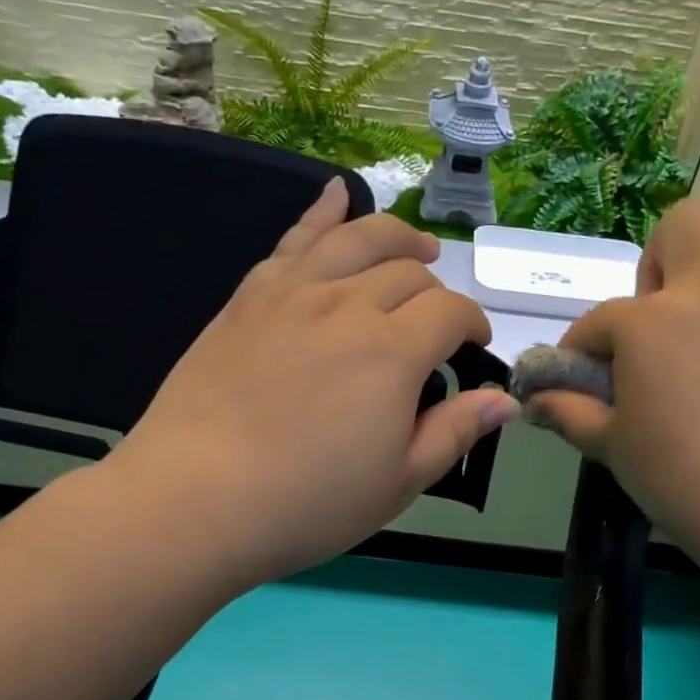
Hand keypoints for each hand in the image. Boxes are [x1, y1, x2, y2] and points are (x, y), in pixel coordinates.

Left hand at [111, 178, 517, 589]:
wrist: (195, 499)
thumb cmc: (308, 503)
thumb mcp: (398, 483)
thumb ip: (454, 432)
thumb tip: (505, 400)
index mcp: (392, 353)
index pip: (450, 312)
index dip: (473, 324)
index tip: (473, 349)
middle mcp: (346, 305)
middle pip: (408, 272)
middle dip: (436, 292)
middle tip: (436, 325)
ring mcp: (292, 294)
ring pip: (357, 239)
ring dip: (397, 236)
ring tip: (417, 245)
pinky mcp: (248, 298)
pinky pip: (293, 240)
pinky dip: (321, 212)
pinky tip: (336, 196)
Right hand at [528, 196, 699, 560]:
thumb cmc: (682, 476)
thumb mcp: (612, 446)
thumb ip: (569, 412)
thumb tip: (536, 401)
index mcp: (651, 320)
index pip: (598, 321)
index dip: (580, 351)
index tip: (580, 383)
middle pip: (686, 225)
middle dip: (658, 263)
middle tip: (651, 325)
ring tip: (692, 348)